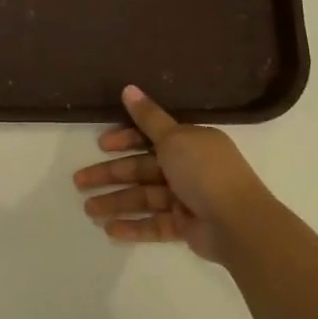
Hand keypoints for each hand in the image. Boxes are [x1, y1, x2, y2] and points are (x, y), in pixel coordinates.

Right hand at [74, 85, 273, 263]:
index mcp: (190, 142)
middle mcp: (188, 168)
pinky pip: (154, 223)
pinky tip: (109, 230)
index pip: (151, 138)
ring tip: (88, 210)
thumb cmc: (204, 172)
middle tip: (79, 182)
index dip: (125, 140)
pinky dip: (133, 226)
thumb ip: (148, 118)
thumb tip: (128, 88)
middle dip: (110, 175)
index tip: (102, 145)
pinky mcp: (185, 226)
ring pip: (144, 198)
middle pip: (141, 169)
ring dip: (116, 202)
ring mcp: (187, 198)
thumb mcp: (174, 138)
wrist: (238, 223)